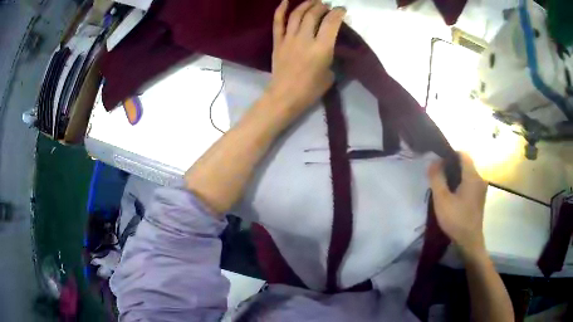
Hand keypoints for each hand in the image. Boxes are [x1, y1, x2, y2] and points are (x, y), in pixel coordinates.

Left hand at [267, 0, 345, 116]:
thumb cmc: (310, 89)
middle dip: (322, 6)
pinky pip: (278, 22)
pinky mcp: (278, 42)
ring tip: (313, 1)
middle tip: (327, 5)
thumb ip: (330, 56)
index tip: (342, 9)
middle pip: (313, 15)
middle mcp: (305, 39)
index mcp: (321, 48)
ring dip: (306, 4)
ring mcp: (289, 39)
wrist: (285, 96)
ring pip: (297, 15)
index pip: (331, 23)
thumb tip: (327, 46)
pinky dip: (281, 10)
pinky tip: (285, 1)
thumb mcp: (330, 74)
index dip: (338, 13)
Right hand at [428, 152, 487, 256]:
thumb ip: (437, 178)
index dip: (450, 154)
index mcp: (473, 176)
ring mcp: (481, 188)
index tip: (439, 162)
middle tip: (438, 175)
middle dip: (451, 166)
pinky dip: (461, 183)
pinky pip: (470, 183)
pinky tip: (453, 196)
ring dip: (456, 175)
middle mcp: (480, 178)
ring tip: (443, 186)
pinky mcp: (480, 197)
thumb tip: (434, 162)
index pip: (463, 153)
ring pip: (468, 174)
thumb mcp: (442, 199)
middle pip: (466, 163)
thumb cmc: (456, 220)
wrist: (469, 242)